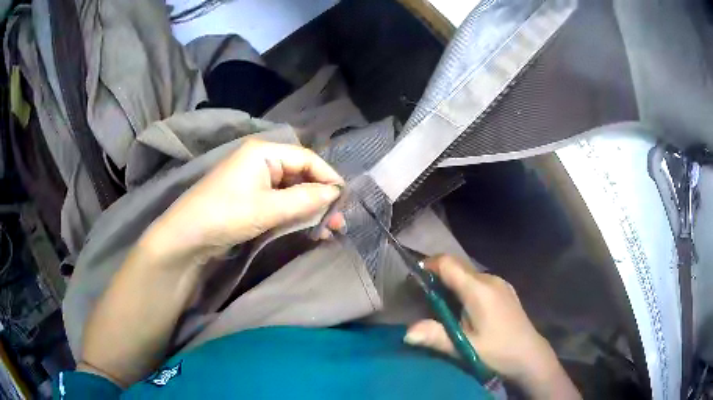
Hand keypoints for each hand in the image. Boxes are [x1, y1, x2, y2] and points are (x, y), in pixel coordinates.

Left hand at [144, 140, 344, 261]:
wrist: (186, 237)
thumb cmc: (225, 214)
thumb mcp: (267, 208)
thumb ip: (304, 199)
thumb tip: (335, 193)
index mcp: (263, 152)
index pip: (306, 158)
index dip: (328, 177)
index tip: (345, 198)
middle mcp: (260, 161)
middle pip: (299, 174)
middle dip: (320, 196)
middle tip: (339, 219)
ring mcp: (254, 180)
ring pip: (291, 190)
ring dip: (309, 208)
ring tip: (328, 227)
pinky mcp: (249, 198)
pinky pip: (279, 201)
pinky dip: (294, 213)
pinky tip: (307, 227)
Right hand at [404, 255, 579, 398]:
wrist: (530, 356)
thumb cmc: (498, 352)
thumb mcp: (465, 347)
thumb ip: (436, 336)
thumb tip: (406, 332)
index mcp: (479, 289)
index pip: (448, 263)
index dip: (428, 266)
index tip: (414, 279)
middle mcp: (490, 279)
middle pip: (458, 267)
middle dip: (438, 276)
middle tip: (422, 297)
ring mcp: (500, 284)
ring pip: (469, 275)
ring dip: (452, 284)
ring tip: (442, 306)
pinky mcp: (505, 291)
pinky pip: (479, 282)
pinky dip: (465, 289)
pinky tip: (464, 310)